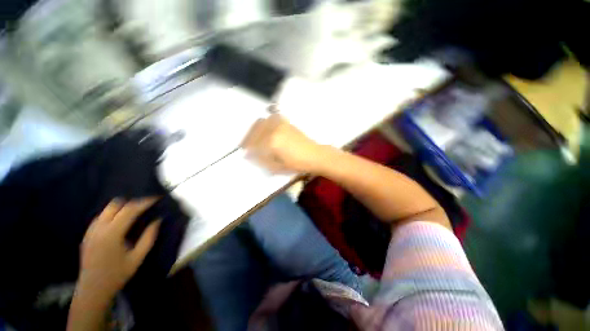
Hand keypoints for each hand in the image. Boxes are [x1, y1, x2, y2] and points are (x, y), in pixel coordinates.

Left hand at [78, 198, 160, 300]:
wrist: (93, 290)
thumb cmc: (117, 275)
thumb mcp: (137, 258)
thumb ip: (148, 237)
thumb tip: (157, 220)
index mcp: (112, 234)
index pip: (129, 210)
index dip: (144, 202)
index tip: (156, 198)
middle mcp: (99, 228)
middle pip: (115, 205)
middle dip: (132, 202)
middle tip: (145, 206)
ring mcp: (91, 231)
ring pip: (106, 209)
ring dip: (122, 207)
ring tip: (134, 213)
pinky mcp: (87, 235)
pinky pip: (100, 217)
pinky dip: (112, 214)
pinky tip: (120, 222)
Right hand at [241, 113, 326, 173]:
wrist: (315, 155)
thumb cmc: (297, 164)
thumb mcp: (278, 167)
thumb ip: (261, 160)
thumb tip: (249, 155)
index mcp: (272, 142)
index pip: (254, 146)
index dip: (248, 151)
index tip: (245, 154)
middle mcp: (274, 130)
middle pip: (255, 133)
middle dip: (248, 140)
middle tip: (245, 147)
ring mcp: (280, 124)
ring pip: (260, 123)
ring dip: (253, 131)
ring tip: (252, 139)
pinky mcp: (286, 122)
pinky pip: (270, 119)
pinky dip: (263, 124)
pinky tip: (263, 130)